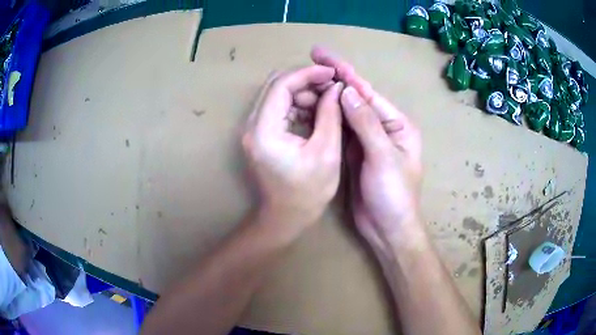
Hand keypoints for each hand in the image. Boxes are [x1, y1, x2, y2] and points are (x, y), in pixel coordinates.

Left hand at [242, 66, 343, 238]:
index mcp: (264, 131)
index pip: (281, 85)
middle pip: (276, 86)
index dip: (308, 74)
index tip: (331, 74)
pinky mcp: (259, 133)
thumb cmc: (307, 193)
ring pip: (277, 94)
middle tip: (332, 87)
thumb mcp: (326, 153)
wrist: (285, 217)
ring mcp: (253, 129)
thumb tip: (336, 88)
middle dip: (306, 81)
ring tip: (328, 100)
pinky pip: (278, 108)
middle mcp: (252, 125)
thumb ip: (331, 115)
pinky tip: (316, 112)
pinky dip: (297, 104)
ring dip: (302, 92)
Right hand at [311, 47, 423, 251]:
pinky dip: (327, 117)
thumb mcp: (383, 157)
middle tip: (310, 60)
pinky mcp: (355, 153)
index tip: (322, 54)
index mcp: (396, 124)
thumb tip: (346, 90)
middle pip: (355, 98)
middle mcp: (383, 127)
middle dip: (334, 78)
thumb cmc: (393, 195)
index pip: (367, 92)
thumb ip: (365, 123)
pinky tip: (312, 106)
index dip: (345, 71)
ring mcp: (367, 140)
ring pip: (345, 113)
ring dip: (327, 96)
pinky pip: (340, 130)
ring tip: (306, 80)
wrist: (387, 229)